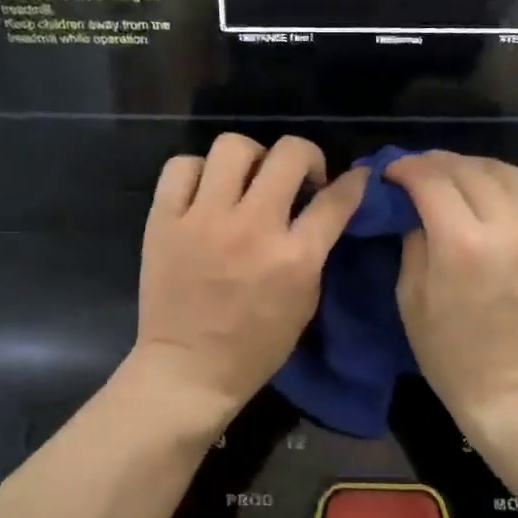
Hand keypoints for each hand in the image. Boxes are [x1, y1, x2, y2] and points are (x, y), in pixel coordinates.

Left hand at [131, 135, 366, 429]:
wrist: (188, 369)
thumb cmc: (255, 347)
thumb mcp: (304, 303)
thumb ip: (315, 252)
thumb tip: (321, 211)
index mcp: (294, 257)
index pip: (336, 199)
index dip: (353, 182)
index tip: (353, 178)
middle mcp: (252, 227)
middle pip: (288, 154)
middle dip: (305, 157)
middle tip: (298, 177)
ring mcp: (203, 219)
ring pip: (232, 147)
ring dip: (251, 158)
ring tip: (248, 180)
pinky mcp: (164, 220)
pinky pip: (181, 166)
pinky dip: (198, 172)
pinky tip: (205, 192)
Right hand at [385, 152, 517, 428]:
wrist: (513, 387)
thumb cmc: (448, 352)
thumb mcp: (410, 297)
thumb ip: (413, 240)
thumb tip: (413, 207)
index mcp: (461, 244)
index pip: (432, 181)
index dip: (406, 168)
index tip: (390, 172)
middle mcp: (505, 227)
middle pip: (468, 170)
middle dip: (436, 163)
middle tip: (416, 171)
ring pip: (505, 172)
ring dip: (472, 167)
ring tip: (451, 176)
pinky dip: (502, 183)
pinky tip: (485, 192)